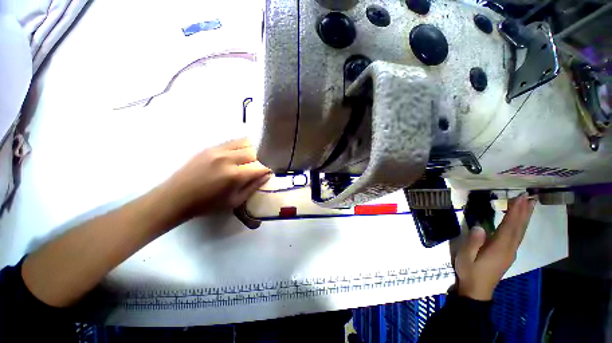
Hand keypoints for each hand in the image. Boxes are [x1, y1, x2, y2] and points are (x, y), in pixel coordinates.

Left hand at [165, 138, 271, 217]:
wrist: (176, 197)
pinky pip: (232, 141)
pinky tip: (238, 154)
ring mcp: (218, 150)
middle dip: (260, 159)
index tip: (268, 173)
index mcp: (235, 175)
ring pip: (244, 142)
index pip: (260, 167)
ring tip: (250, 159)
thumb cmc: (208, 204)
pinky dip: (240, 146)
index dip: (267, 169)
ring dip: (251, 150)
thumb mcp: (235, 201)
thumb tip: (267, 175)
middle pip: (254, 152)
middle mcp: (228, 159)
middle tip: (258, 167)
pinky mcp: (210, 147)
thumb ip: (253, 187)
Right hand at [454, 194, 535, 300]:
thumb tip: (480, 227)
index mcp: (499, 249)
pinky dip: (520, 227)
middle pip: (519, 229)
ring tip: (528, 206)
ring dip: (524, 219)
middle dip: (524, 213)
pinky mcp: (507, 254)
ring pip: (520, 233)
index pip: (509, 227)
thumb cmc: (469, 272)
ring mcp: (510, 253)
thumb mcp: (466, 257)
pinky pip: (517, 237)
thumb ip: (473, 242)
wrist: (477, 290)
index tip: (519, 199)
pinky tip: (519, 223)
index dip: (515, 213)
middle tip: (529, 198)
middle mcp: (509, 249)